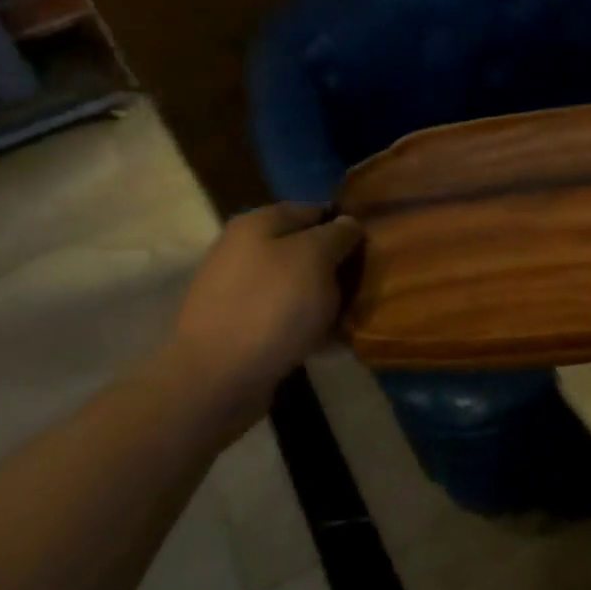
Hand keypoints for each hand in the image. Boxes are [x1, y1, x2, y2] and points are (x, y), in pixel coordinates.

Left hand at [163, 205, 363, 431]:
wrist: (217, 379)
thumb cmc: (272, 306)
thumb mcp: (316, 257)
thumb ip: (338, 234)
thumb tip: (348, 223)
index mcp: (258, 223)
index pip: (315, 210)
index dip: (346, 225)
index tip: (374, 248)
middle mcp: (243, 250)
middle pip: (305, 249)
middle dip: (337, 266)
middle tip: (367, 285)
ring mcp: (238, 290)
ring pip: (297, 285)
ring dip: (325, 298)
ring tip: (352, 317)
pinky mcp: (239, 327)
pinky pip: (284, 317)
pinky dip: (307, 325)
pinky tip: (328, 342)